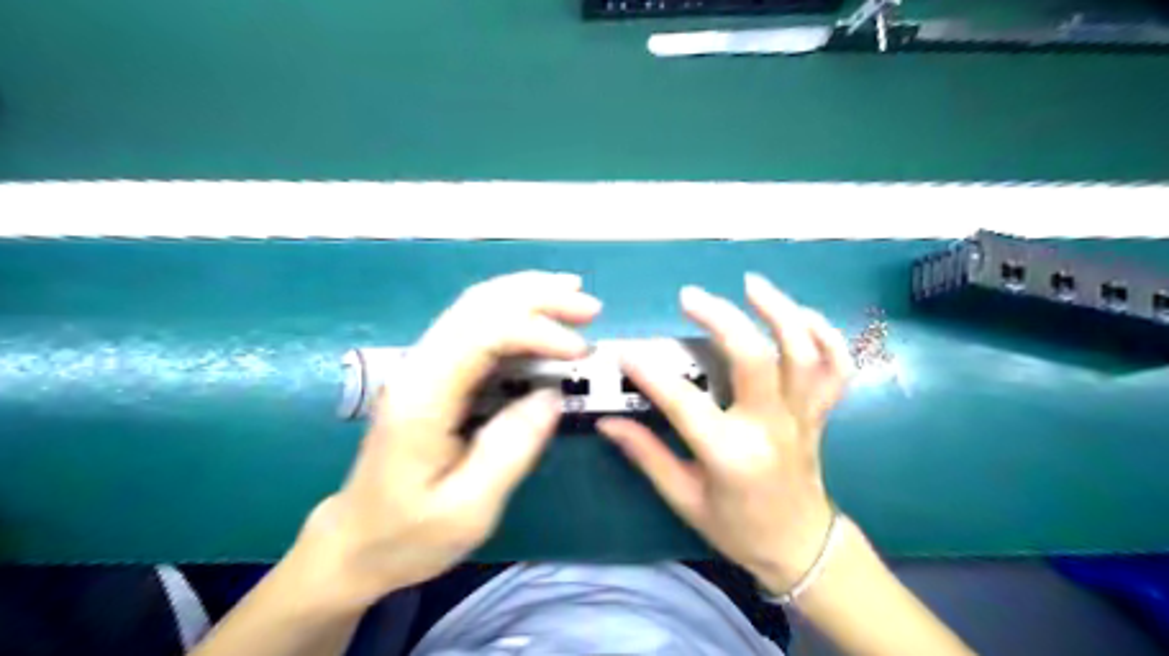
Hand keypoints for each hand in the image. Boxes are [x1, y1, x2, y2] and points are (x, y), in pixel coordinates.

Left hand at [298, 269, 601, 606]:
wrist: (355, 542)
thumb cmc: (409, 534)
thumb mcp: (469, 508)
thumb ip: (512, 448)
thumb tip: (553, 395)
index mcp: (423, 398)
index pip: (482, 335)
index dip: (537, 332)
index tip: (581, 353)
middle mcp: (419, 367)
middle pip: (478, 305)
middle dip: (538, 297)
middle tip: (590, 308)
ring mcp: (423, 366)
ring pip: (476, 306)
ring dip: (527, 295)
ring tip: (572, 294)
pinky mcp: (434, 373)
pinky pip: (476, 326)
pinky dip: (513, 311)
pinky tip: (540, 313)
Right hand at [597, 271, 855, 594]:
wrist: (800, 546)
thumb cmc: (737, 527)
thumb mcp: (683, 498)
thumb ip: (646, 455)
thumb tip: (607, 424)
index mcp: (731, 455)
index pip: (684, 402)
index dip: (650, 373)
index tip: (625, 351)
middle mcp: (771, 427)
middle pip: (754, 359)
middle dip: (721, 320)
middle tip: (690, 297)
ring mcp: (802, 416)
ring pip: (803, 353)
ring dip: (780, 312)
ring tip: (751, 284)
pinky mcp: (820, 412)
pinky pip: (836, 367)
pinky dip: (827, 335)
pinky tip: (801, 313)